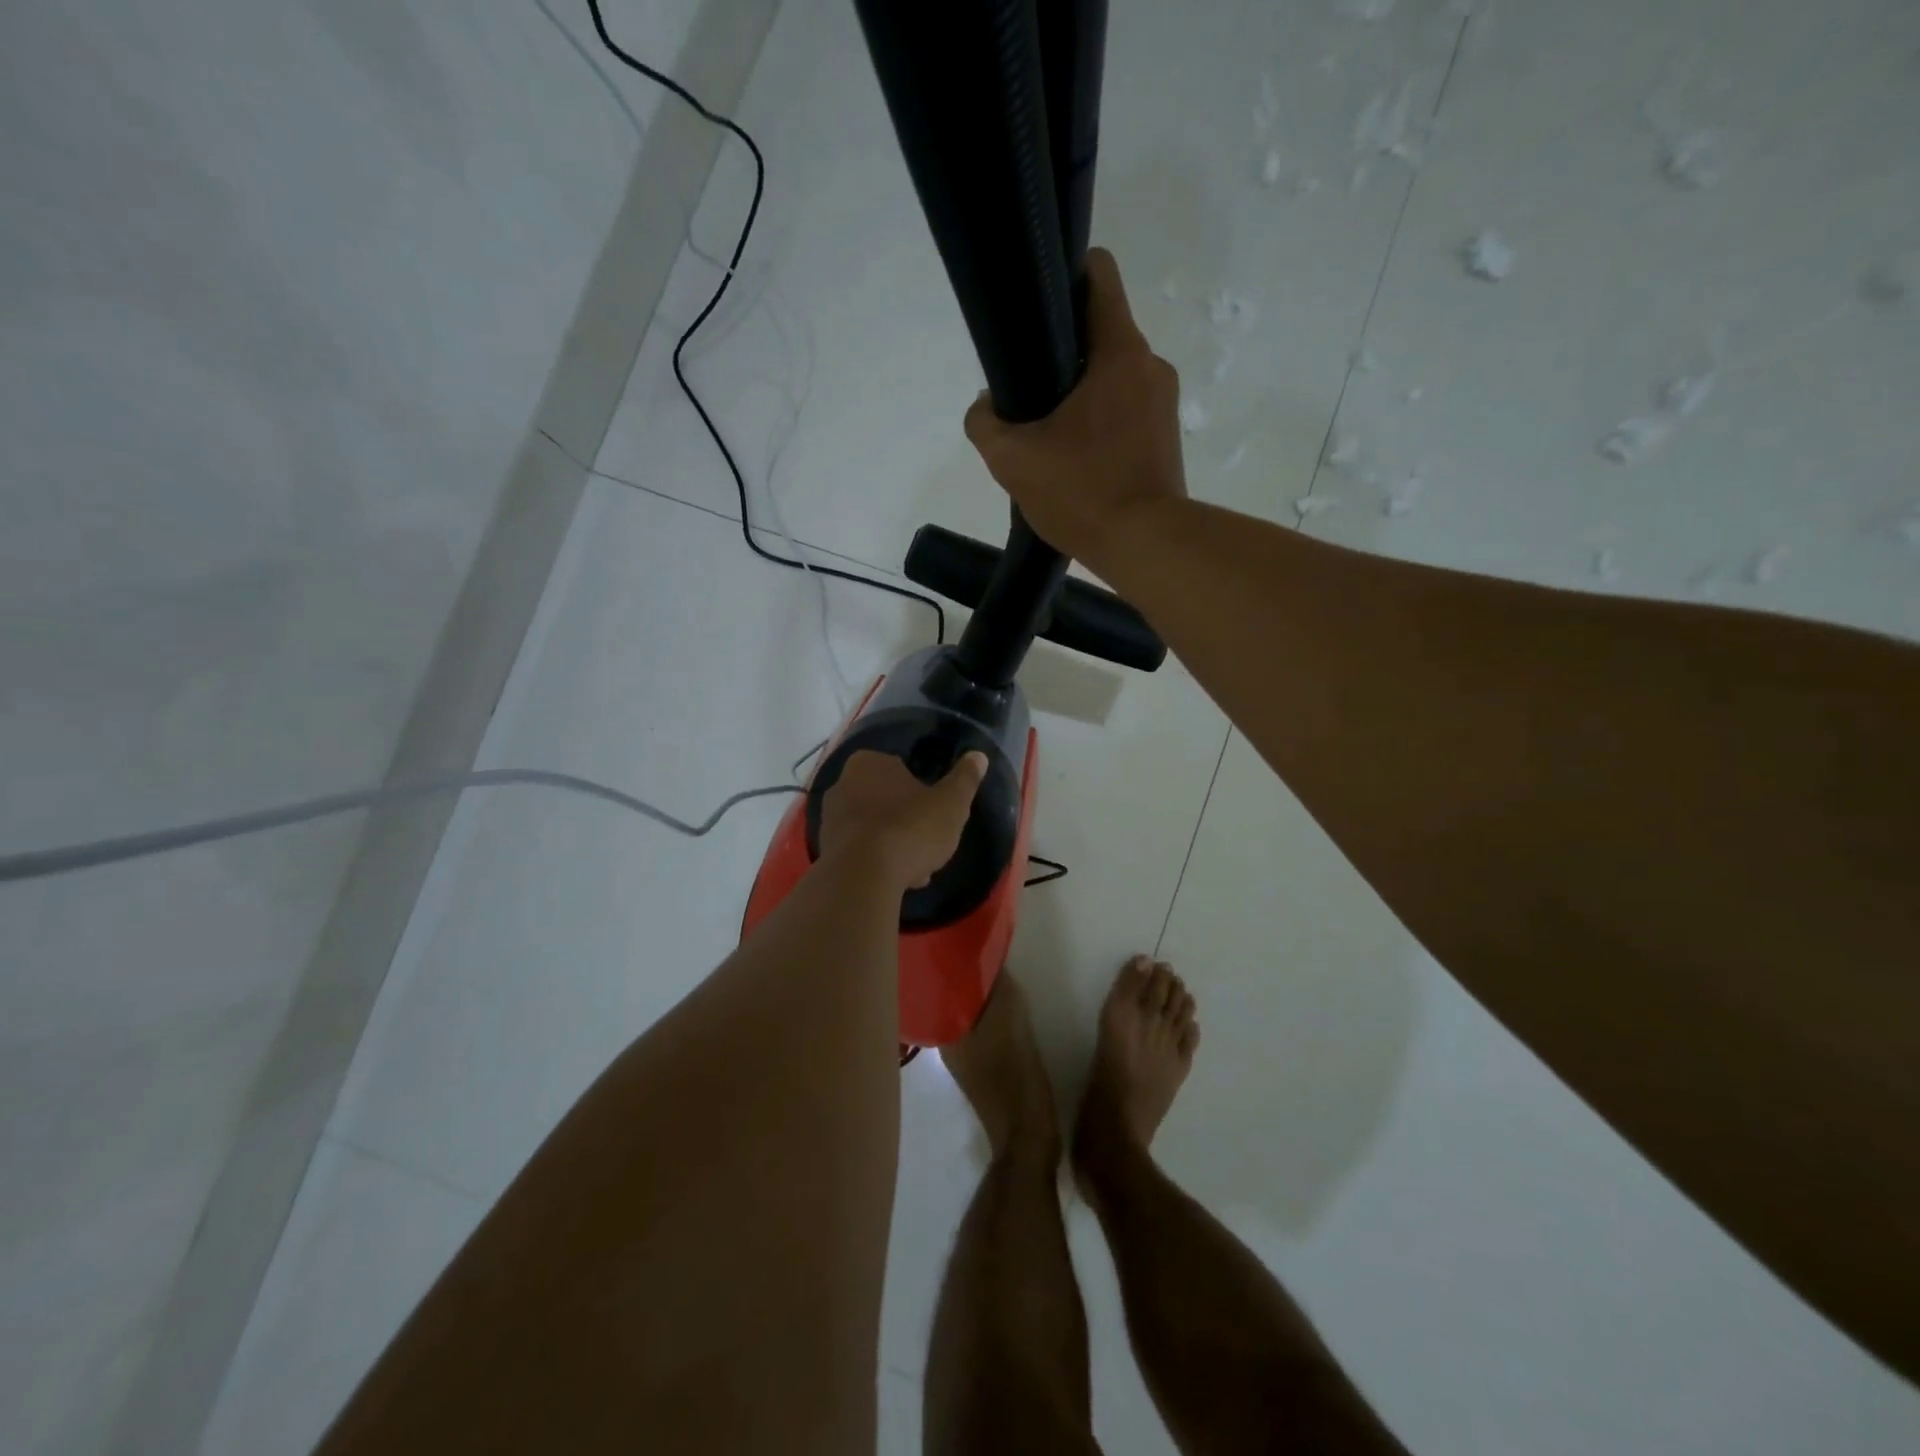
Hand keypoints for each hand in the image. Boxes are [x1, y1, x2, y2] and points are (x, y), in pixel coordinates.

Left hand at [819, 749, 988, 890]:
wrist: (862, 878)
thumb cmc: (909, 829)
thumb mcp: (951, 803)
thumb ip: (965, 779)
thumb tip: (978, 756)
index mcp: (869, 762)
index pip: (902, 771)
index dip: (923, 795)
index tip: (937, 817)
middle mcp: (842, 784)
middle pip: (887, 801)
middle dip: (907, 823)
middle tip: (928, 845)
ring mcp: (830, 819)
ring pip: (874, 829)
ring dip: (894, 845)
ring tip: (915, 871)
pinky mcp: (825, 851)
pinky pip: (860, 852)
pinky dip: (877, 863)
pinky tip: (896, 881)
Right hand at [963, 247, 1188, 570]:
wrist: (1145, 546)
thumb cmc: (1082, 492)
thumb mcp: (1012, 459)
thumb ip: (985, 423)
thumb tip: (986, 406)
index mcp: (1119, 351)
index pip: (1098, 274)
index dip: (1062, 277)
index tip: (1035, 311)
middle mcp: (1150, 365)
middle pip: (1101, 331)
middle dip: (1062, 351)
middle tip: (1030, 391)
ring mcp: (1164, 403)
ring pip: (1113, 376)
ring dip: (1081, 393)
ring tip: (1051, 434)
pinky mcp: (1166, 438)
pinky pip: (1126, 411)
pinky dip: (1101, 422)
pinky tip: (1077, 458)